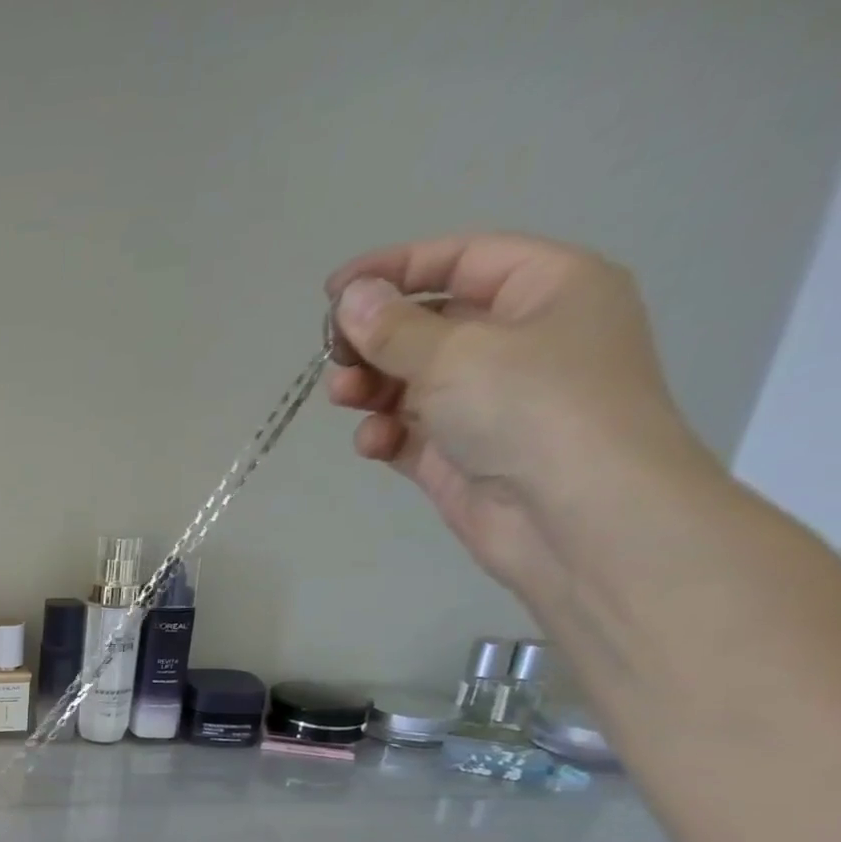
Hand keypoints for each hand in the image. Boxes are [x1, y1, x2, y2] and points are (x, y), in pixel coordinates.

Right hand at [324, 233, 708, 593]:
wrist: (576, 515)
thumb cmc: (531, 408)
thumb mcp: (455, 354)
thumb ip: (394, 328)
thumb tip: (351, 298)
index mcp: (548, 290)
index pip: (462, 260)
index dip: (395, 268)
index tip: (332, 291)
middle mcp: (522, 341)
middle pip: (430, 324)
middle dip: (376, 339)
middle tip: (333, 357)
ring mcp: (491, 402)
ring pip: (413, 381)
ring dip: (372, 386)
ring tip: (344, 397)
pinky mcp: (463, 454)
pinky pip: (411, 432)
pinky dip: (386, 433)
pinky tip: (374, 443)